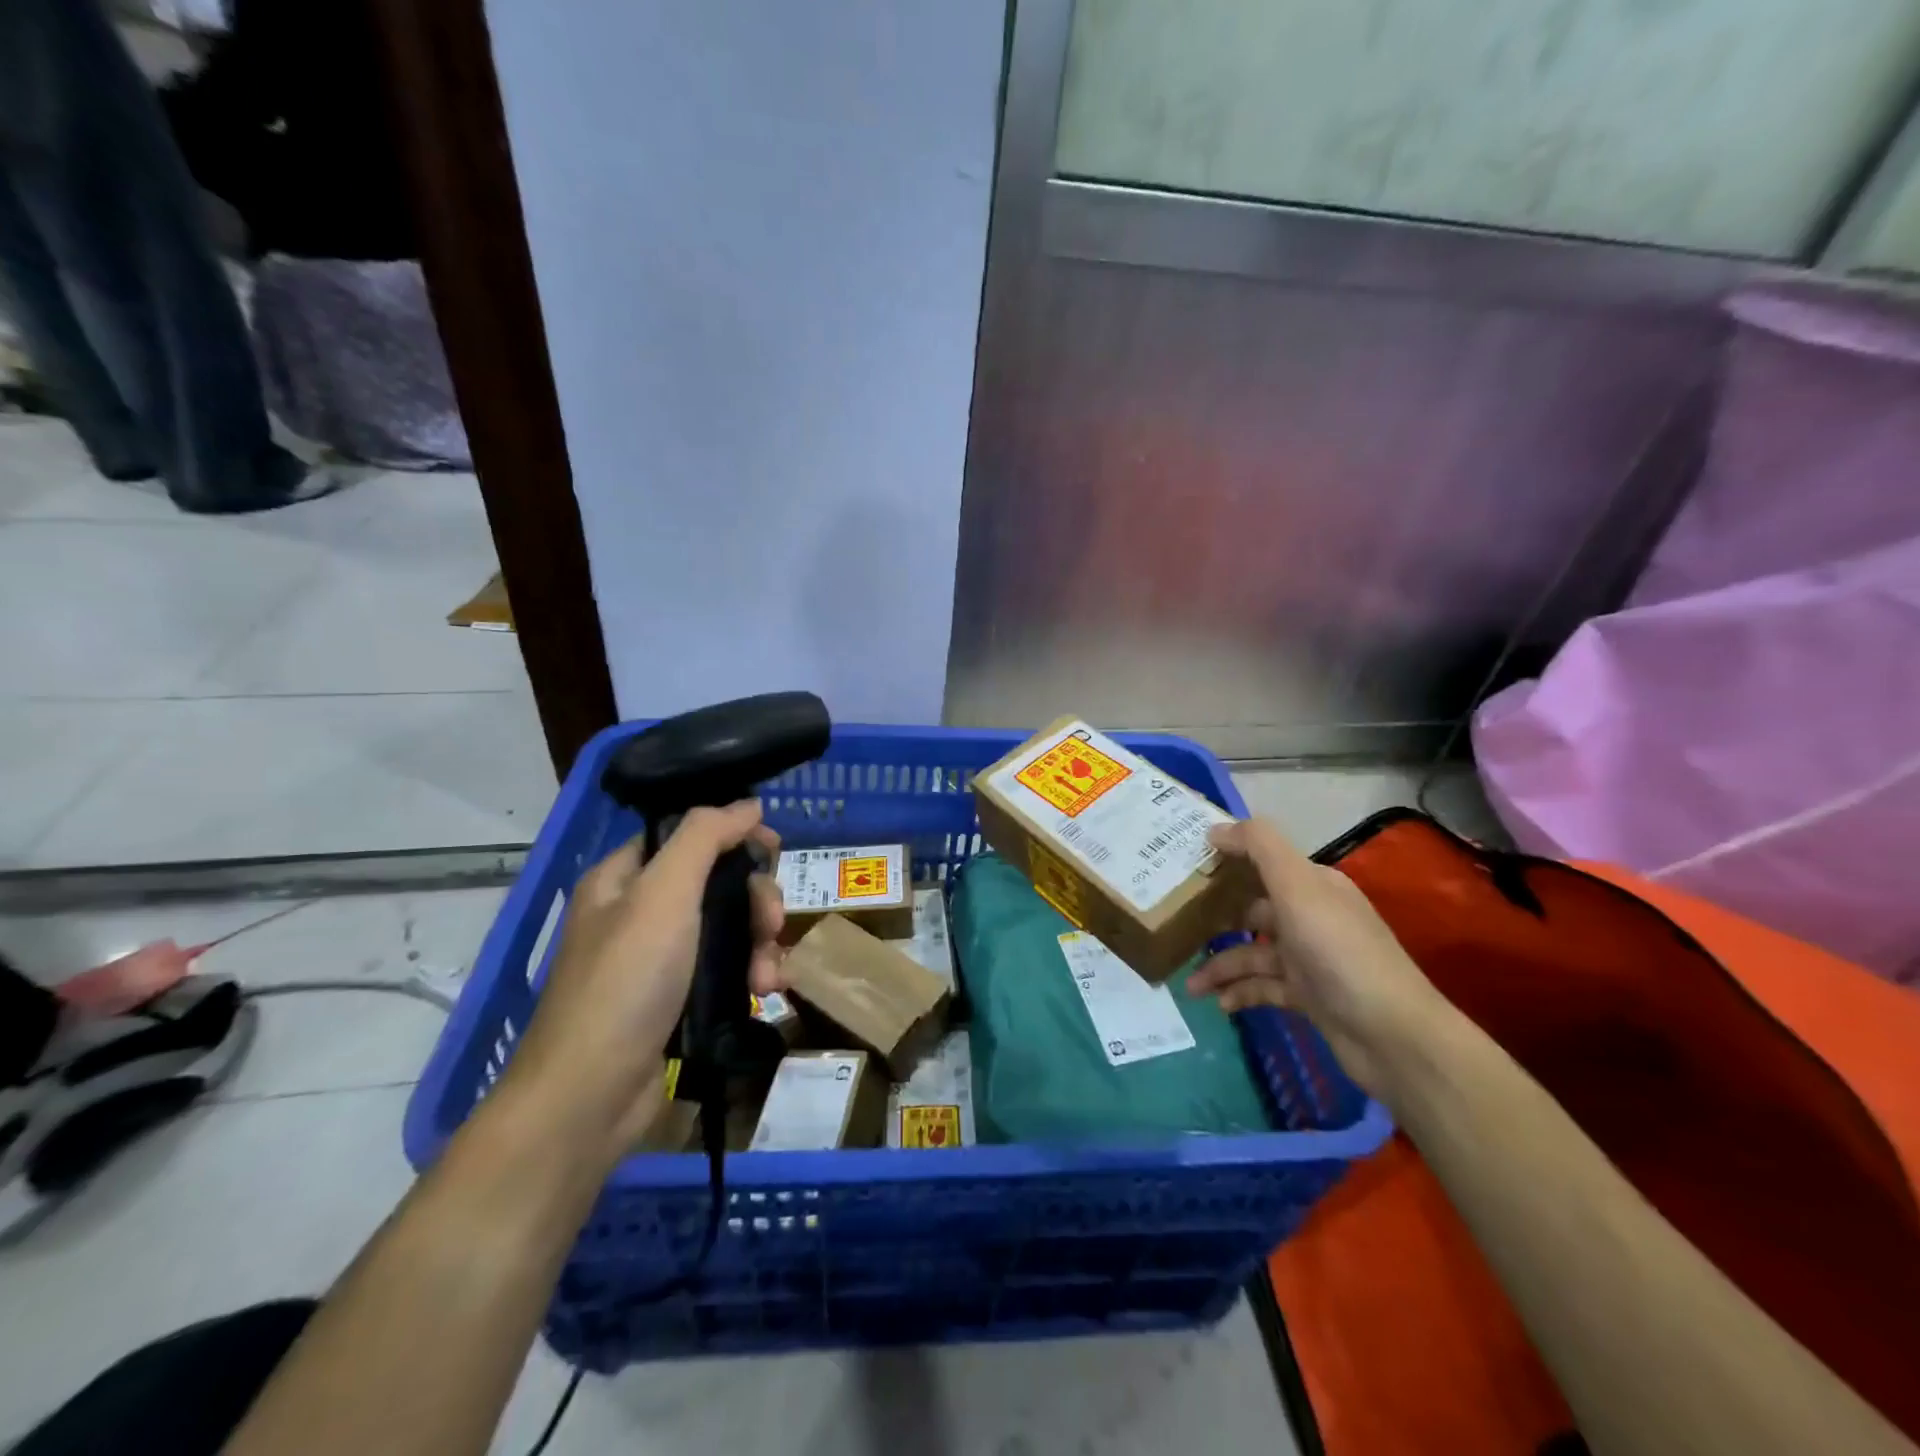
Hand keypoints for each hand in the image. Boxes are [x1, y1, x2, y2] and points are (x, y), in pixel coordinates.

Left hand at [500, 802, 784, 1167]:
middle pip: (716, 882)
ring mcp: (658, 960)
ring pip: (728, 929)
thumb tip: (747, 804)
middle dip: (754, 900)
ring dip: (759, 944)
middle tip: (770, 924)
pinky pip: (726, 970)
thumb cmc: (625, 982)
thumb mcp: (664, 894)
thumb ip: (706, 837)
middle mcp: (639, 913)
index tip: (773, 851)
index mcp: (624, 878)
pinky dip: (750, 975)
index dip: (733, 835)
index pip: (687, 834)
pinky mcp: (676, 1001)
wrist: (588, 1097)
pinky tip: (764, 993)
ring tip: (768, 976)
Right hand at [1187, 817, 1448, 1095]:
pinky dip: (1241, 992)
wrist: (1393, 1036)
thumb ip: (1258, 847)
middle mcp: (1311, 916)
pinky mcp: (1310, 996)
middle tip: (1174, 926)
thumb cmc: (1339, 951)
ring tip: (1190, 986)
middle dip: (1214, 918)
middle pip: (1251, 909)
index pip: (1261, 862)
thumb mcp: (1298, 887)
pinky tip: (1220, 1004)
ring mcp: (1311, 958)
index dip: (1224, 862)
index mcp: (1312, 885)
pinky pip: (1264, 987)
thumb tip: (1214, 829)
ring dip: (1221, 966)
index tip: (1182, 868)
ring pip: (1253, 953)